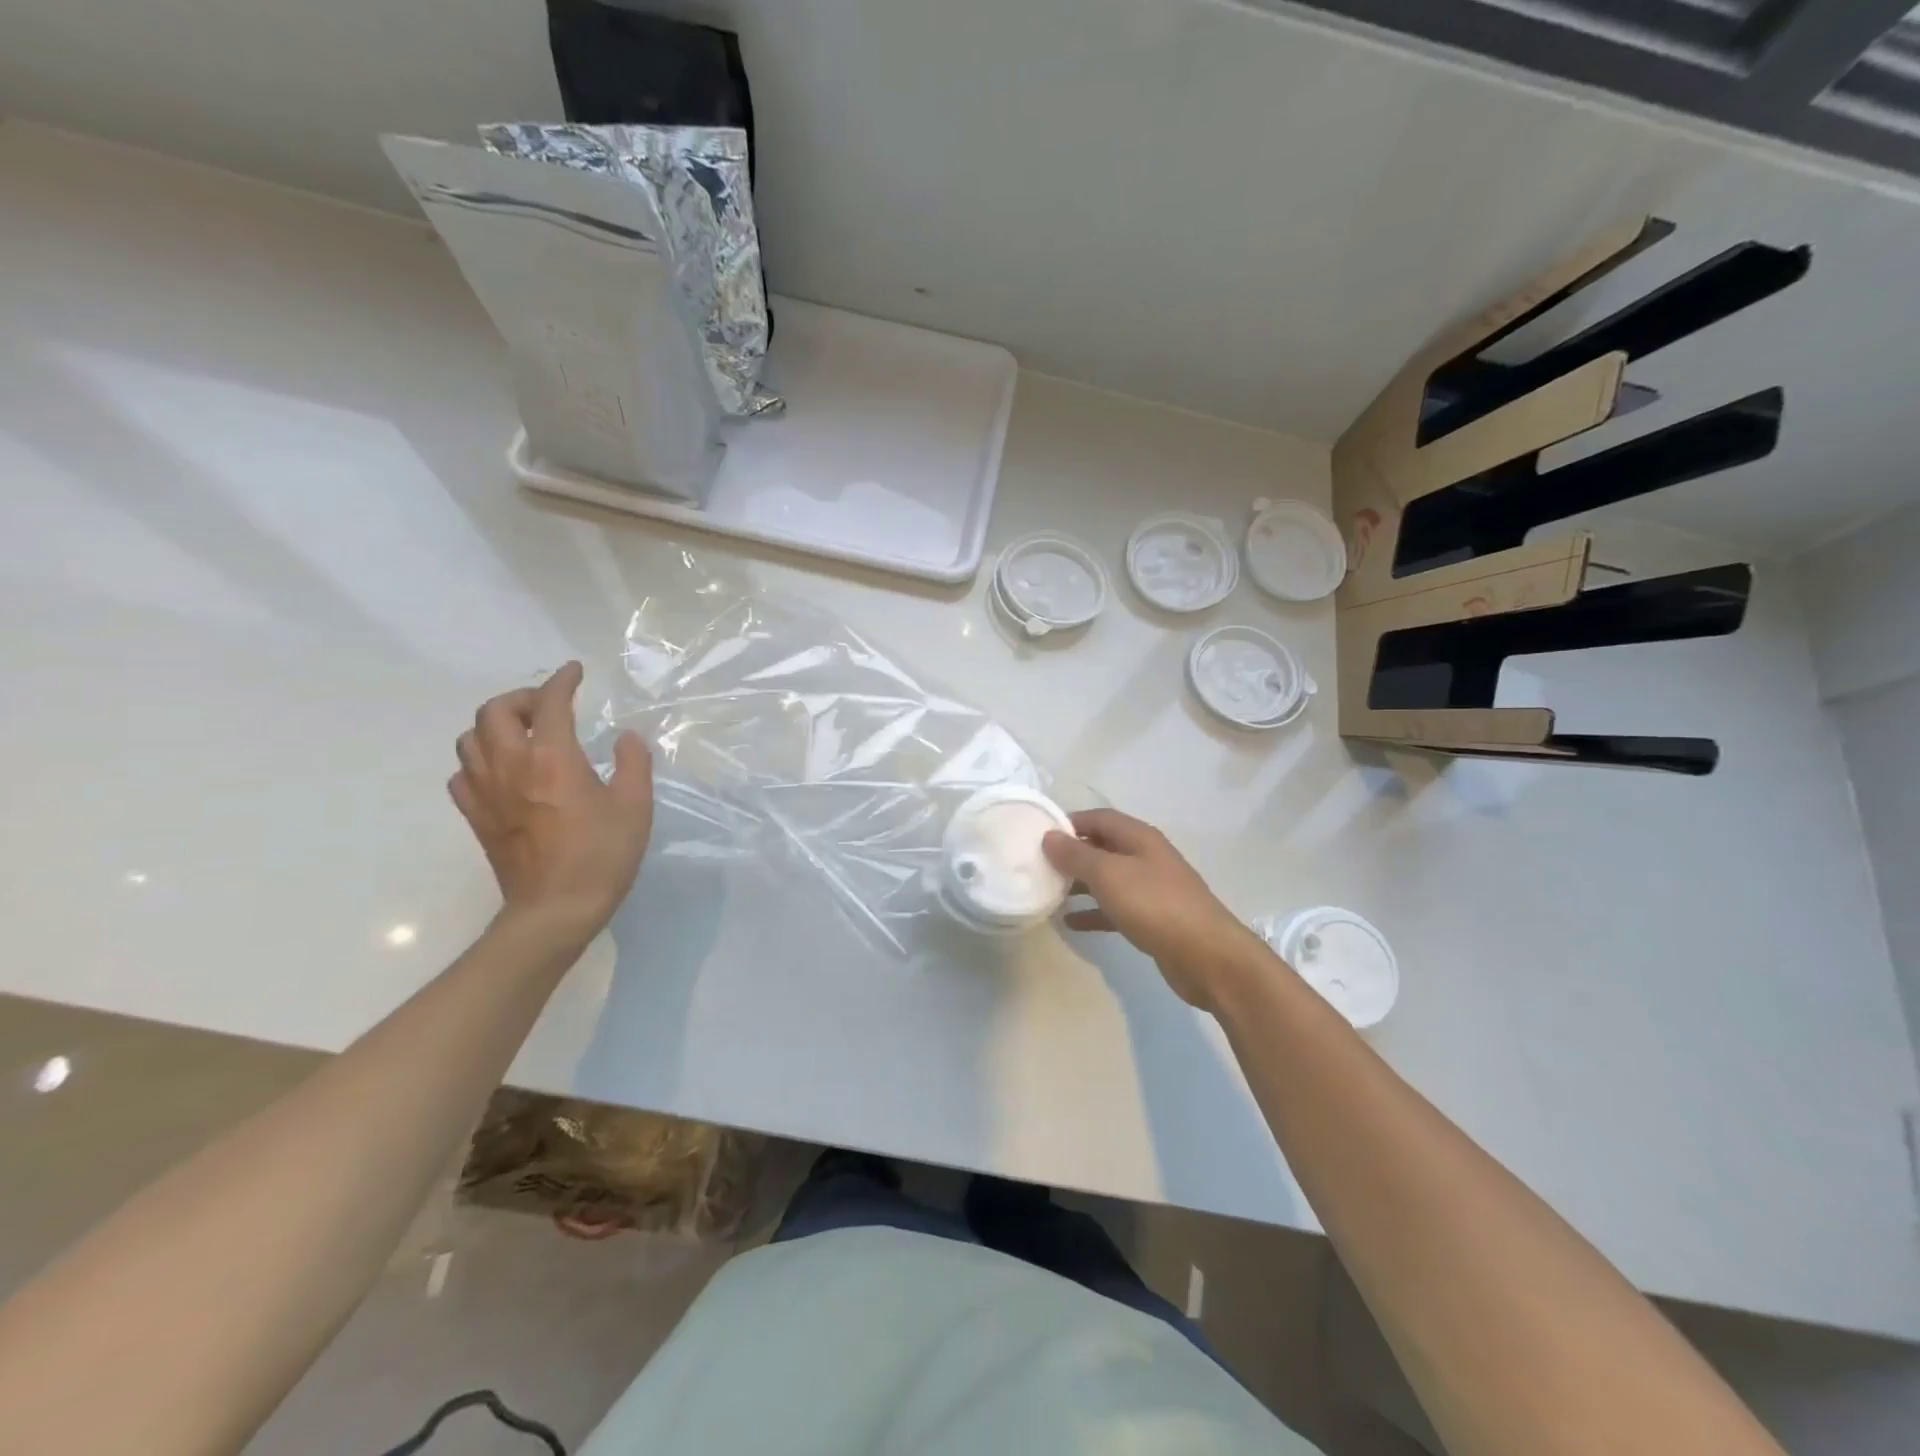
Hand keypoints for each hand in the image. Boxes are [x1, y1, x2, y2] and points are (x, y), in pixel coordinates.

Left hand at [450, 662, 653, 939]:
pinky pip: (463, 774)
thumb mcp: (635, 805)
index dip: (562, 680)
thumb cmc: (602, 854)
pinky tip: (503, 772)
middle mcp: (511, 765)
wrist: (556, 909)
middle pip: (495, 711)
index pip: (550, 702)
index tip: (575, 672)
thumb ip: (633, 762)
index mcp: (552, 757)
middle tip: (548, 706)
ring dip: (495, 726)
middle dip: (521, 698)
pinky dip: (479, 761)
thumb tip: (624, 738)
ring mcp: (486, 792)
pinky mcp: (476, 817)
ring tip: (524, 734)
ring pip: (470, 739)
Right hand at [1043, 809, 1268, 1010]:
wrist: (1207, 956)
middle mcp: (1146, 857)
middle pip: (1103, 847)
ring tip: (1048, 893)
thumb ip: (1077, 855)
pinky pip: (1116, 908)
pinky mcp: (1153, 919)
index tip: (1039, 834)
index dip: (1070, 822)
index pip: (1100, 818)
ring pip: (1108, 879)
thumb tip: (1049, 836)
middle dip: (1072, 854)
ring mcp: (1151, 889)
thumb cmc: (1155, 905)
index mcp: (1139, 838)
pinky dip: (1094, 912)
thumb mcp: (1109, 875)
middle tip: (1039, 865)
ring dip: (1080, 884)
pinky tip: (1071, 923)